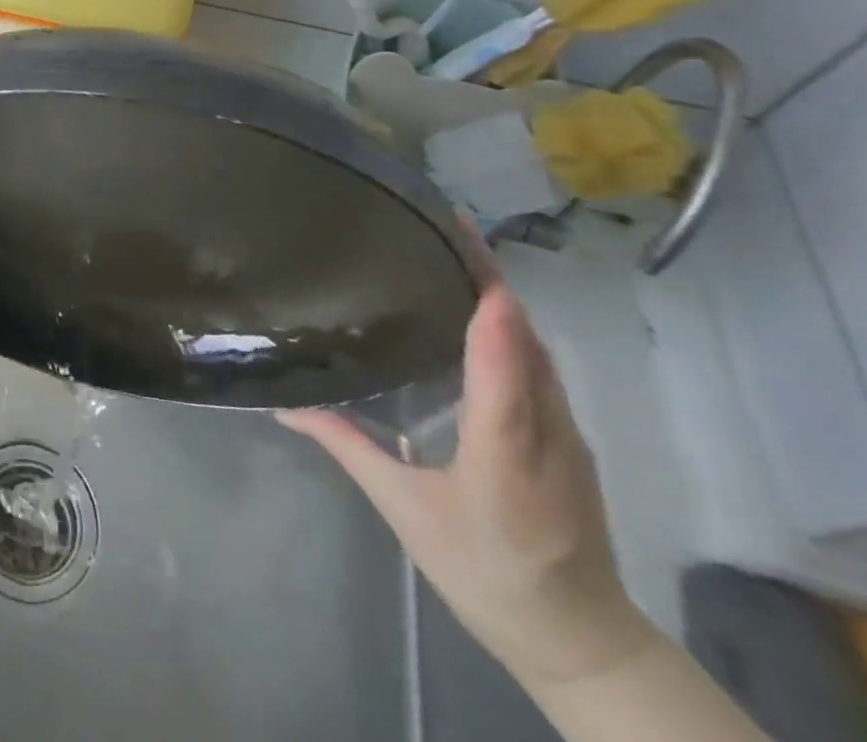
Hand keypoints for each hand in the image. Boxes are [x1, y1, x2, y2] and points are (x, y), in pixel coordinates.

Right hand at [278, 284, 659, 691]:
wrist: (580, 641)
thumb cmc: (487, 573)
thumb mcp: (406, 511)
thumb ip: (350, 447)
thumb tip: (286, 405)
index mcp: (507, 450)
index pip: (504, 367)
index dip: (488, 309)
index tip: (461, 249)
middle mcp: (548, 430)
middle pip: (526, 340)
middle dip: (489, 278)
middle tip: (442, 226)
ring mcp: (567, 434)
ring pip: (538, 351)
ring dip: (500, 298)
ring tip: (450, 253)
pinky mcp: (568, 439)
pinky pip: (540, 369)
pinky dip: (510, 329)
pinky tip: (475, 316)